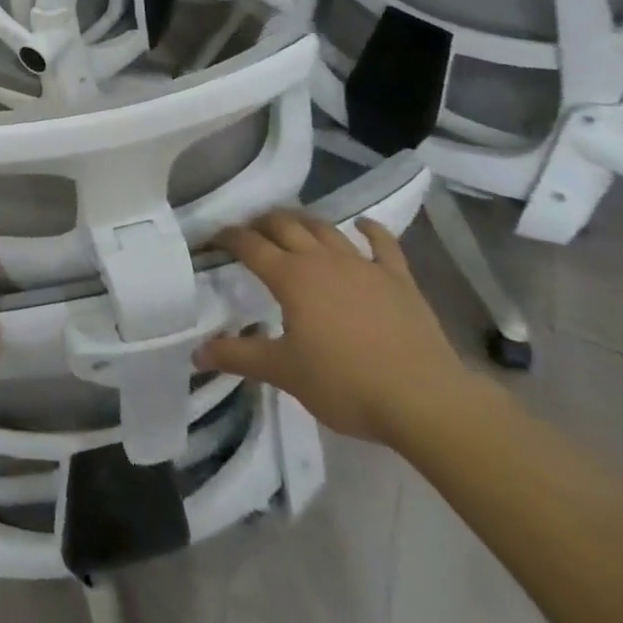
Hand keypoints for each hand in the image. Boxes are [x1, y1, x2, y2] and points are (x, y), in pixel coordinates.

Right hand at [196, 210, 472, 446]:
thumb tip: (197, 353)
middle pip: (285, 225)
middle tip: (251, 228)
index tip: (214, 237)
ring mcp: (362, 265)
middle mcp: (321, 260)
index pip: (249, 245)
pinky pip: (382, 243)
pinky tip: (362, 225)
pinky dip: (370, 229)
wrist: (424, 400)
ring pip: (326, 229)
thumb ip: (239, 357)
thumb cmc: (346, 384)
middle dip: (263, 222)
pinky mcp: (398, 278)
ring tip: (292, 224)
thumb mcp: (284, 373)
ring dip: (304, 221)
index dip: (228, 237)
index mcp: (290, 277)